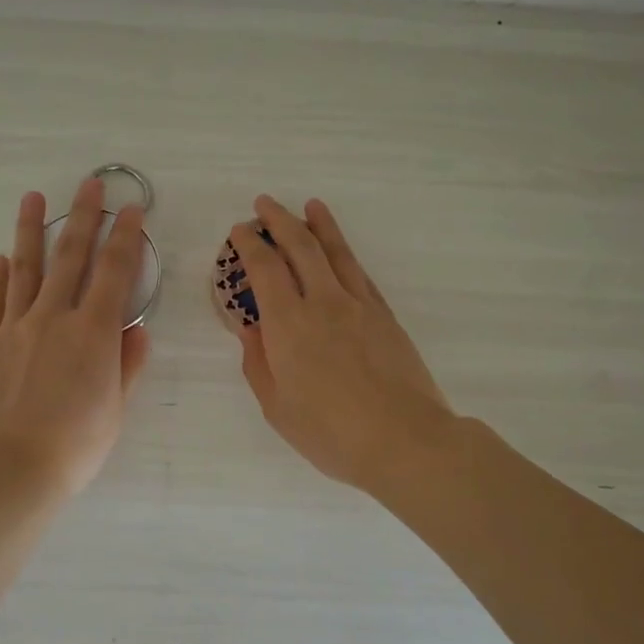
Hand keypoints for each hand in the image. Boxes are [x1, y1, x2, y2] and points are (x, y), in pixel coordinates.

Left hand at [0, 179, 151, 495]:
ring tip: (34, 198)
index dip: (125, 237)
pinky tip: (1, 258)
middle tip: (89, 183)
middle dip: (83, 217)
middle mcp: (54, 318)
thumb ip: (127, 364)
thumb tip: (136, 328)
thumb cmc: (76, 445)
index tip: (132, 209)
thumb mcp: (115, 408)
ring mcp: (15, 328)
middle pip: (71, 257)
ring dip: (32, 230)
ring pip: (25, 268)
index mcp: (94, 333)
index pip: (114, 272)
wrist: (10, 468)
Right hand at [231, 196, 455, 492]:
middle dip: (279, 220)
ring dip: (319, 224)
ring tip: (309, 205)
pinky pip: (361, 273)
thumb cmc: (331, 433)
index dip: (250, 244)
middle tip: (265, 203)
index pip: (264, 268)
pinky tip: (341, 250)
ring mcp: (359, 305)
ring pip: (336, 251)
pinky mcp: (385, 316)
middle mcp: (323, 302)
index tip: (239, 231)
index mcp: (288, 324)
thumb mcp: (278, 408)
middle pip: (300, 246)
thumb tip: (249, 330)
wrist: (404, 440)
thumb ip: (258, 364)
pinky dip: (346, 253)